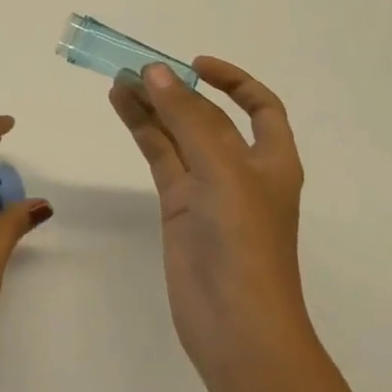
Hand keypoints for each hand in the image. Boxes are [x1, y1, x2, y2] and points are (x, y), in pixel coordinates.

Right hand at [109, 58, 312, 391]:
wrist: (236, 326)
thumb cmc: (245, 242)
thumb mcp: (223, 169)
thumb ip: (187, 117)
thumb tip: (155, 71)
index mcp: (272, 159)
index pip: (260, 107)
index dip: (233, 81)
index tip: (195, 65)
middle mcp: (241, 169)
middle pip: (208, 117)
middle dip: (178, 91)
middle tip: (138, 69)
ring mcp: (207, 189)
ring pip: (177, 134)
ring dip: (153, 106)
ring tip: (119, 81)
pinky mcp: (178, 207)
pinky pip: (160, 158)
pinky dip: (142, 131)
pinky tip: (122, 108)